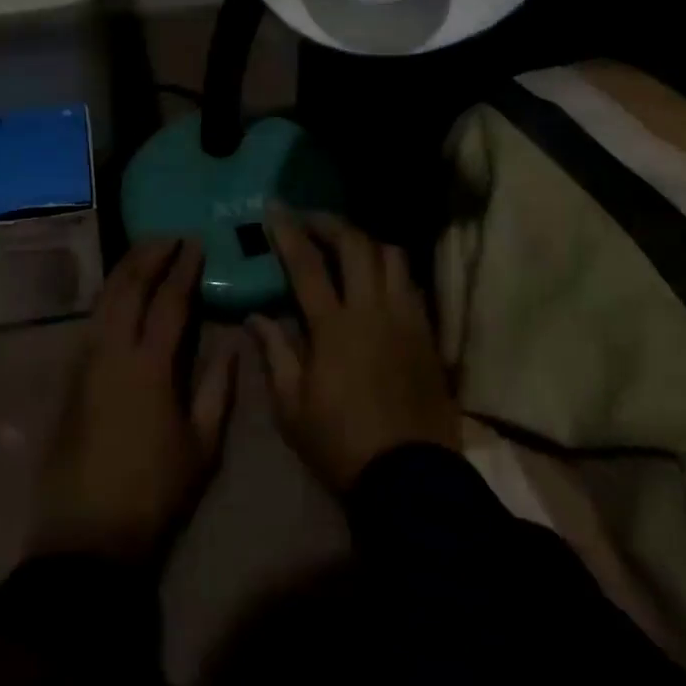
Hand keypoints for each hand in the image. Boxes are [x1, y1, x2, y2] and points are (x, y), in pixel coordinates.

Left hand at [33, 239, 238, 562]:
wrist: (87, 536)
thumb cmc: (154, 493)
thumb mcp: (202, 446)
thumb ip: (218, 389)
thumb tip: (233, 345)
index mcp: (149, 366)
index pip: (168, 301)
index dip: (183, 269)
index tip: (196, 244)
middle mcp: (111, 352)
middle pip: (127, 286)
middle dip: (147, 255)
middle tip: (168, 237)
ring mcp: (84, 362)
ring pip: (102, 299)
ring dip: (124, 271)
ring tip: (145, 254)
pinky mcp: (69, 378)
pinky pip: (92, 321)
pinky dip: (109, 296)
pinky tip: (121, 296)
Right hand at [249, 209, 460, 493]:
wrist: (410, 477)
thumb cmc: (340, 443)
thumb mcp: (291, 406)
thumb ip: (275, 352)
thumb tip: (256, 316)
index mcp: (334, 326)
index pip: (307, 263)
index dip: (288, 232)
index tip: (273, 209)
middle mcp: (373, 309)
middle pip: (355, 244)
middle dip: (329, 222)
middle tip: (309, 219)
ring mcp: (406, 317)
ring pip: (391, 255)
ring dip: (365, 241)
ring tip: (346, 245)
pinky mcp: (428, 333)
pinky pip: (411, 282)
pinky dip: (391, 269)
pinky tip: (378, 278)